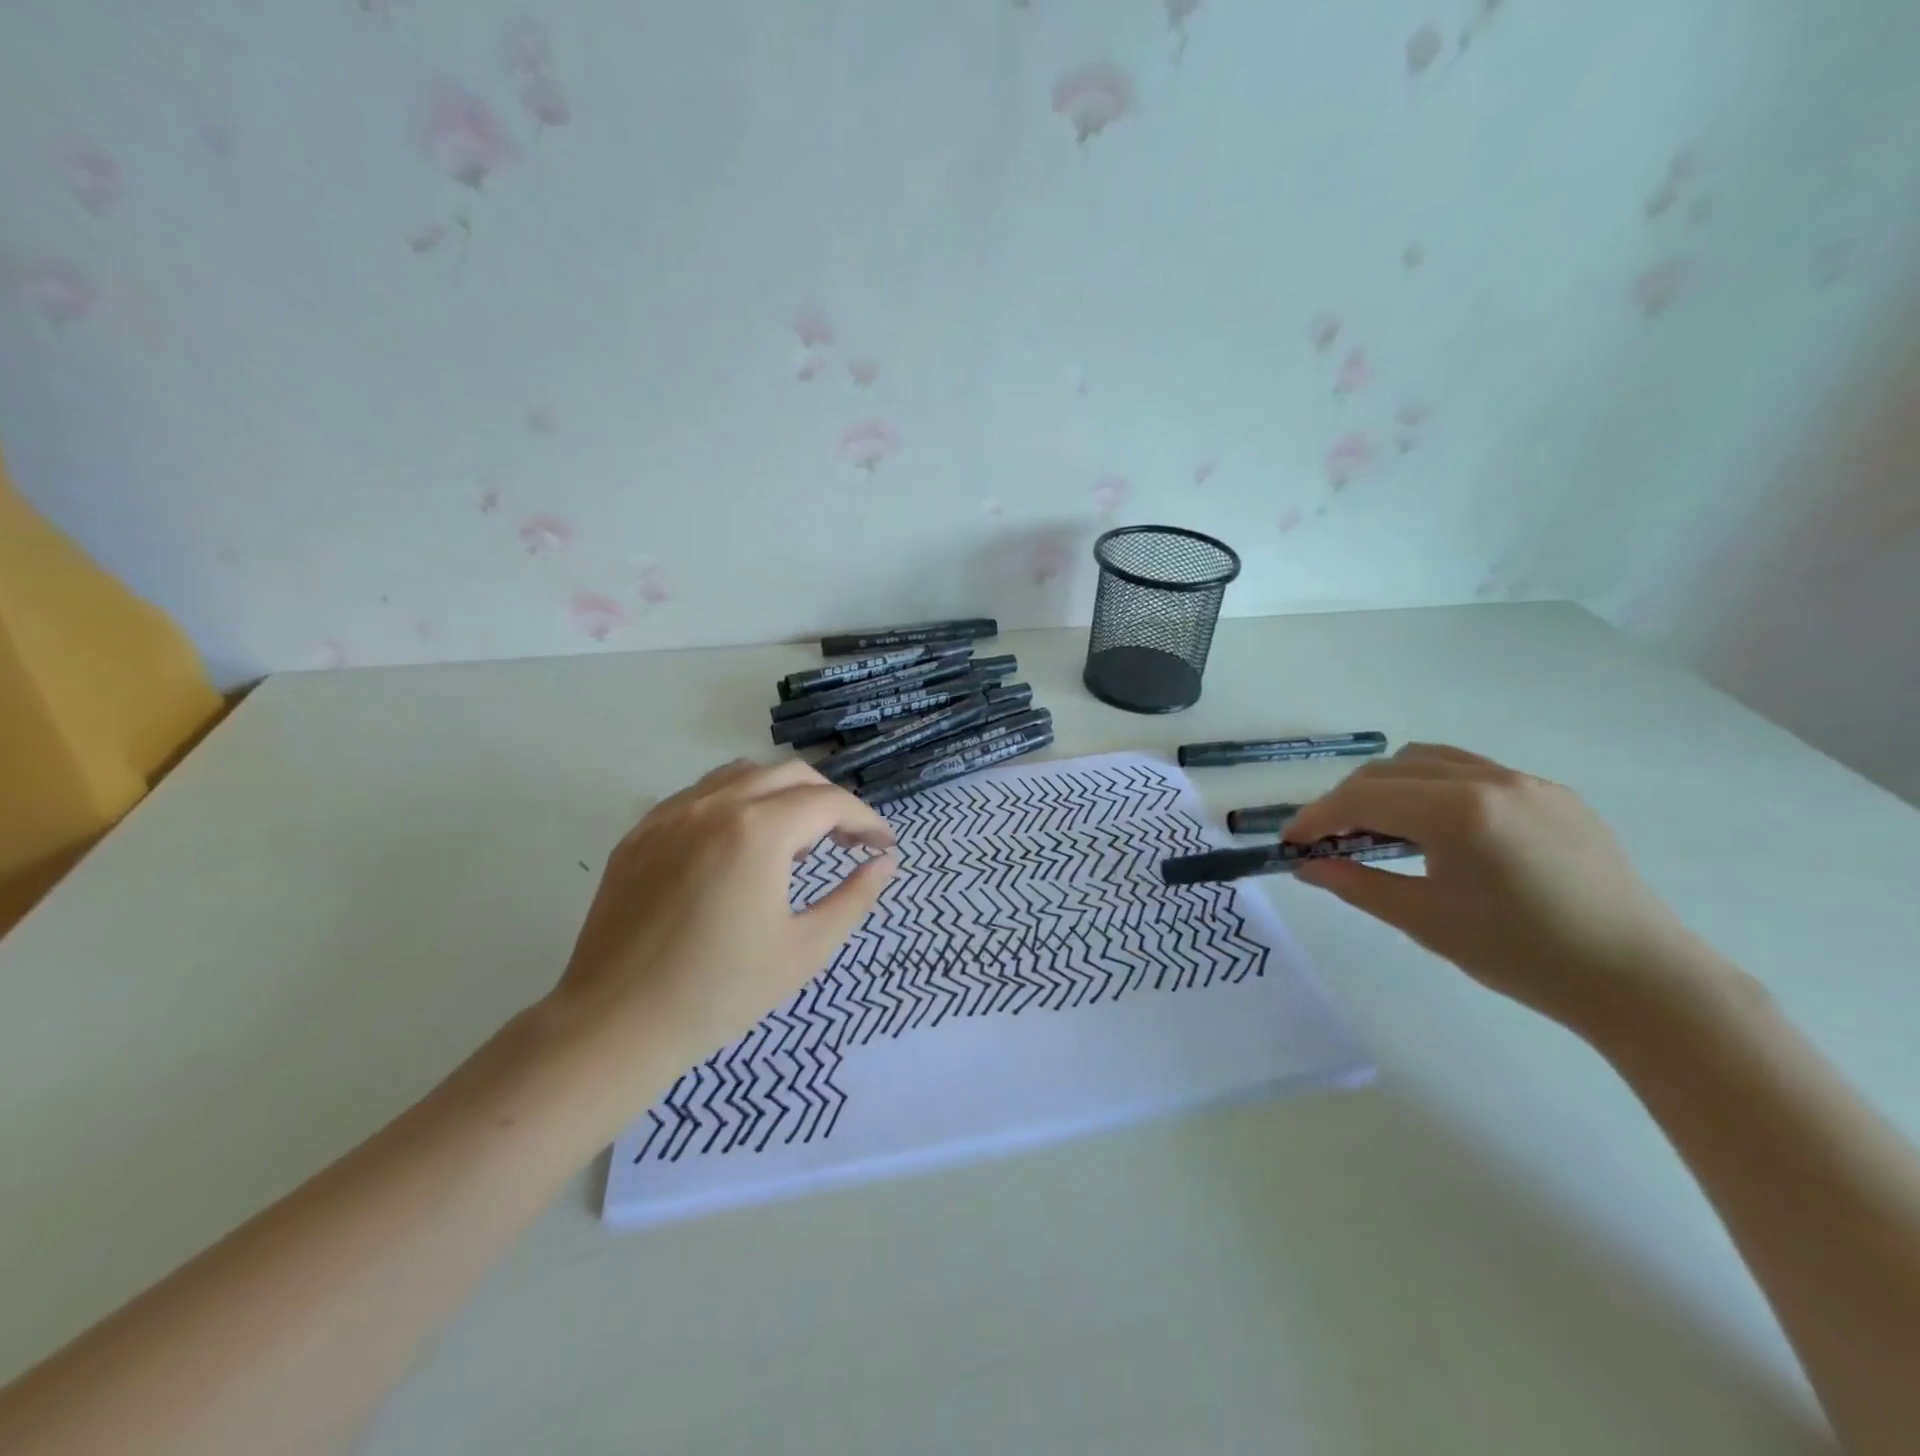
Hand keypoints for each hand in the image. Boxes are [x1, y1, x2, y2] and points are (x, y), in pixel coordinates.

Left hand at [545, 759, 896, 1120]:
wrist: (614, 1026)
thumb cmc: (720, 993)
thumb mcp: (805, 950)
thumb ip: (854, 898)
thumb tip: (885, 862)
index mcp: (758, 831)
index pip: (830, 802)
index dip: (866, 820)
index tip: (884, 846)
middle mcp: (714, 805)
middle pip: (790, 775)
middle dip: (829, 801)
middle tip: (847, 843)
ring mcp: (670, 813)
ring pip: (743, 774)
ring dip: (782, 794)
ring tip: (795, 840)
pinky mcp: (640, 832)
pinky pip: (700, 795)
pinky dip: (736, 803)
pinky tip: (738, 846)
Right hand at [1285, 744, 1708, 1032]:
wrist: (1640, 979)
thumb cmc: (1522, 956)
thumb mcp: (1424, 921)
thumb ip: (1356, 884)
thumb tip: (1306, 866)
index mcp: (1456, 812)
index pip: (1361, 799)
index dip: (1315, 818)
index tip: (1290, 842)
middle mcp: (1488, 780)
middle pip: (1387, 771)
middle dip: (1346, 801)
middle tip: (1329, 841)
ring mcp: (1525, 781)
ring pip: (1427, 761)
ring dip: (1388, 787)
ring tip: (1380, 829)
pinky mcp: (1552, 793)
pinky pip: (1472, 771)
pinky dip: (1433, 788)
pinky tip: (1439, 830)